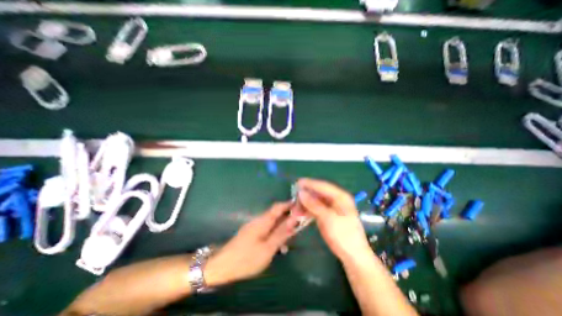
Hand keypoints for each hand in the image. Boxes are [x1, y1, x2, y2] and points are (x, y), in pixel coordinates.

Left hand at [202, 201, 298, 287]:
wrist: (222, 266)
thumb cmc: (246, 258)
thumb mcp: (268, 248)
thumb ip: (281, 233)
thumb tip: (293, 219)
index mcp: (263, 220)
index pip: (278, 206)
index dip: (289, 204)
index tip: (301, 206)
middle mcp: (259, 220)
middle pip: (276, 214)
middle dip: (288, 217)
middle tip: (300, 225)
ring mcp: (255, 226)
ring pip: (272, 223)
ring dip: (282, 227)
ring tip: (291, 238)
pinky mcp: (252, 233)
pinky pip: (267, 229)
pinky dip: (275, 234)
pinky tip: (279, 246)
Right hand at [295, 179, 371, 262]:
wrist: (352, 256)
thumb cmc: (344, 235)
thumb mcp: (328, 218)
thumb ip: (314, 204)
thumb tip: (301, 192)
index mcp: (341, 196)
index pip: (323, 186)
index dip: (310, 183)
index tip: (297, 183)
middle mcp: (336, 199)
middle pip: (318, 193)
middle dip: (306, 195)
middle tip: (294, 198)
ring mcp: (331, 207)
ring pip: (315, 201)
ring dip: (305, 204)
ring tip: (295, 209)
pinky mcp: (327, 215)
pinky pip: (315, 208)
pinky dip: (307, 210)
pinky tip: (300, 213)